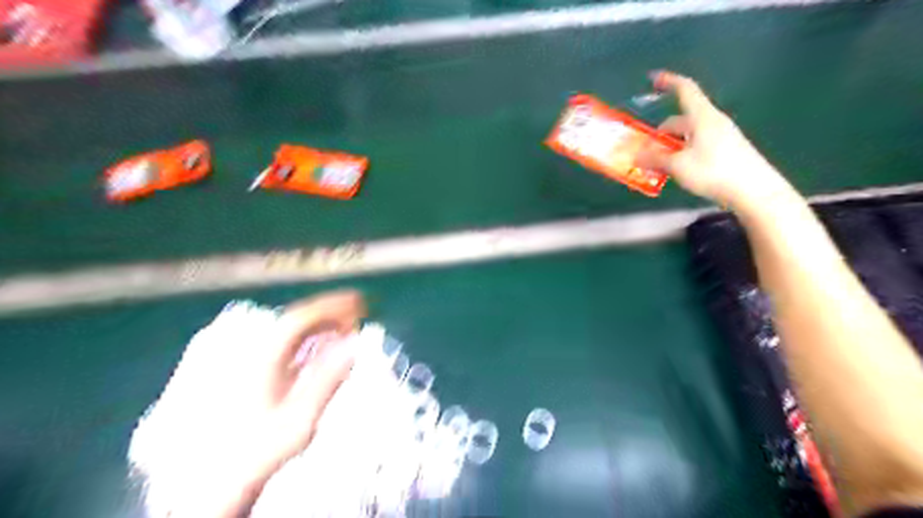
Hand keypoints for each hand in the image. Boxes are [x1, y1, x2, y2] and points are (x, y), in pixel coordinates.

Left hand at [168, 289, 364, 515]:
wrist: (218, 479)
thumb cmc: (261, 448)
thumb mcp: (302, 417)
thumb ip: (329, 379)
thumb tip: (354, 346)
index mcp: (264, 357)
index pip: (302, 317)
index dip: (333, 305)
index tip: (359, 302)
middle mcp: (253, 351)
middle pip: (296, 320)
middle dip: (329, 314)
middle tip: (358, 315)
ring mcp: (249, 361)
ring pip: (289, 332)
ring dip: (320, 326)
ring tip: (346, 328)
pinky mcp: (250, 371)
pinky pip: (284, 345)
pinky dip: (307, 340)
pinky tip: (321, 346)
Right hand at [636, 69, 792, 208]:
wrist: (754, 191)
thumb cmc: (714, 171)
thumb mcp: (678, 166)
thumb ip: (655, 159)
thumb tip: (636, 156)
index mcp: (702, 117)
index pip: (685, 90)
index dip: (669, 81)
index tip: (654, 78)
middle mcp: (712, 122)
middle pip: (681, 120)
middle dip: (660, 134)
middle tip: (644, 152)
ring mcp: (721, 137)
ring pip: (687, 136)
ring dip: (670, 148)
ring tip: (656, 167)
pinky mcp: (725, 152)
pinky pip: (697, 147)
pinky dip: (682, 155)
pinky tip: (676, 172)